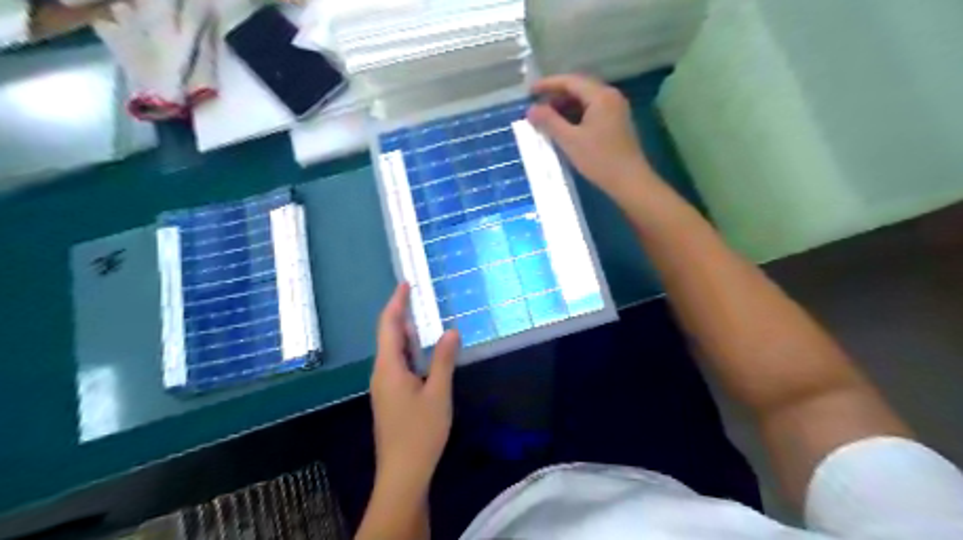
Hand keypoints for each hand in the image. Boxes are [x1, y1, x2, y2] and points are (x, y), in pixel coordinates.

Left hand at [370, 284, 459, 489]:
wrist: (403, 473)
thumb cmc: (420, 432)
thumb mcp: (438, 393)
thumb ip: (443, 360)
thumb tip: (451, 331)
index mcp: (388, 367)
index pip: (389, 325)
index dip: (396, 302)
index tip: (405, 283)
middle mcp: (381, 372)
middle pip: (389, 336)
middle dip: (402, 315)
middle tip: (419, 297)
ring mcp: (384, 386)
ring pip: (394, 352)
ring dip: (408, 334)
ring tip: (424, 320)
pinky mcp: (391, 397)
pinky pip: (398, 365)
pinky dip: (410, 352)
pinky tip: (424, 353)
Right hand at [526, 73, 654, 195]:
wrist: (630, 181)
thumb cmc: (599, 160)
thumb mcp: (570, 141)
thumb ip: (549, 122)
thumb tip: (530, 110)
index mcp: (600, 96)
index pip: (570, 81)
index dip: (548, 84)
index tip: (529, 91)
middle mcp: (610, 96)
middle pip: (579, 88)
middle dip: (556, 95)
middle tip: (536, 105)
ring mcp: (615, 109)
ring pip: (585, 100)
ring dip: (565, 106)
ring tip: (546, 117)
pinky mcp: (616, 123)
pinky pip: (592, 111)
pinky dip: (575, 115)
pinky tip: (564, 127)